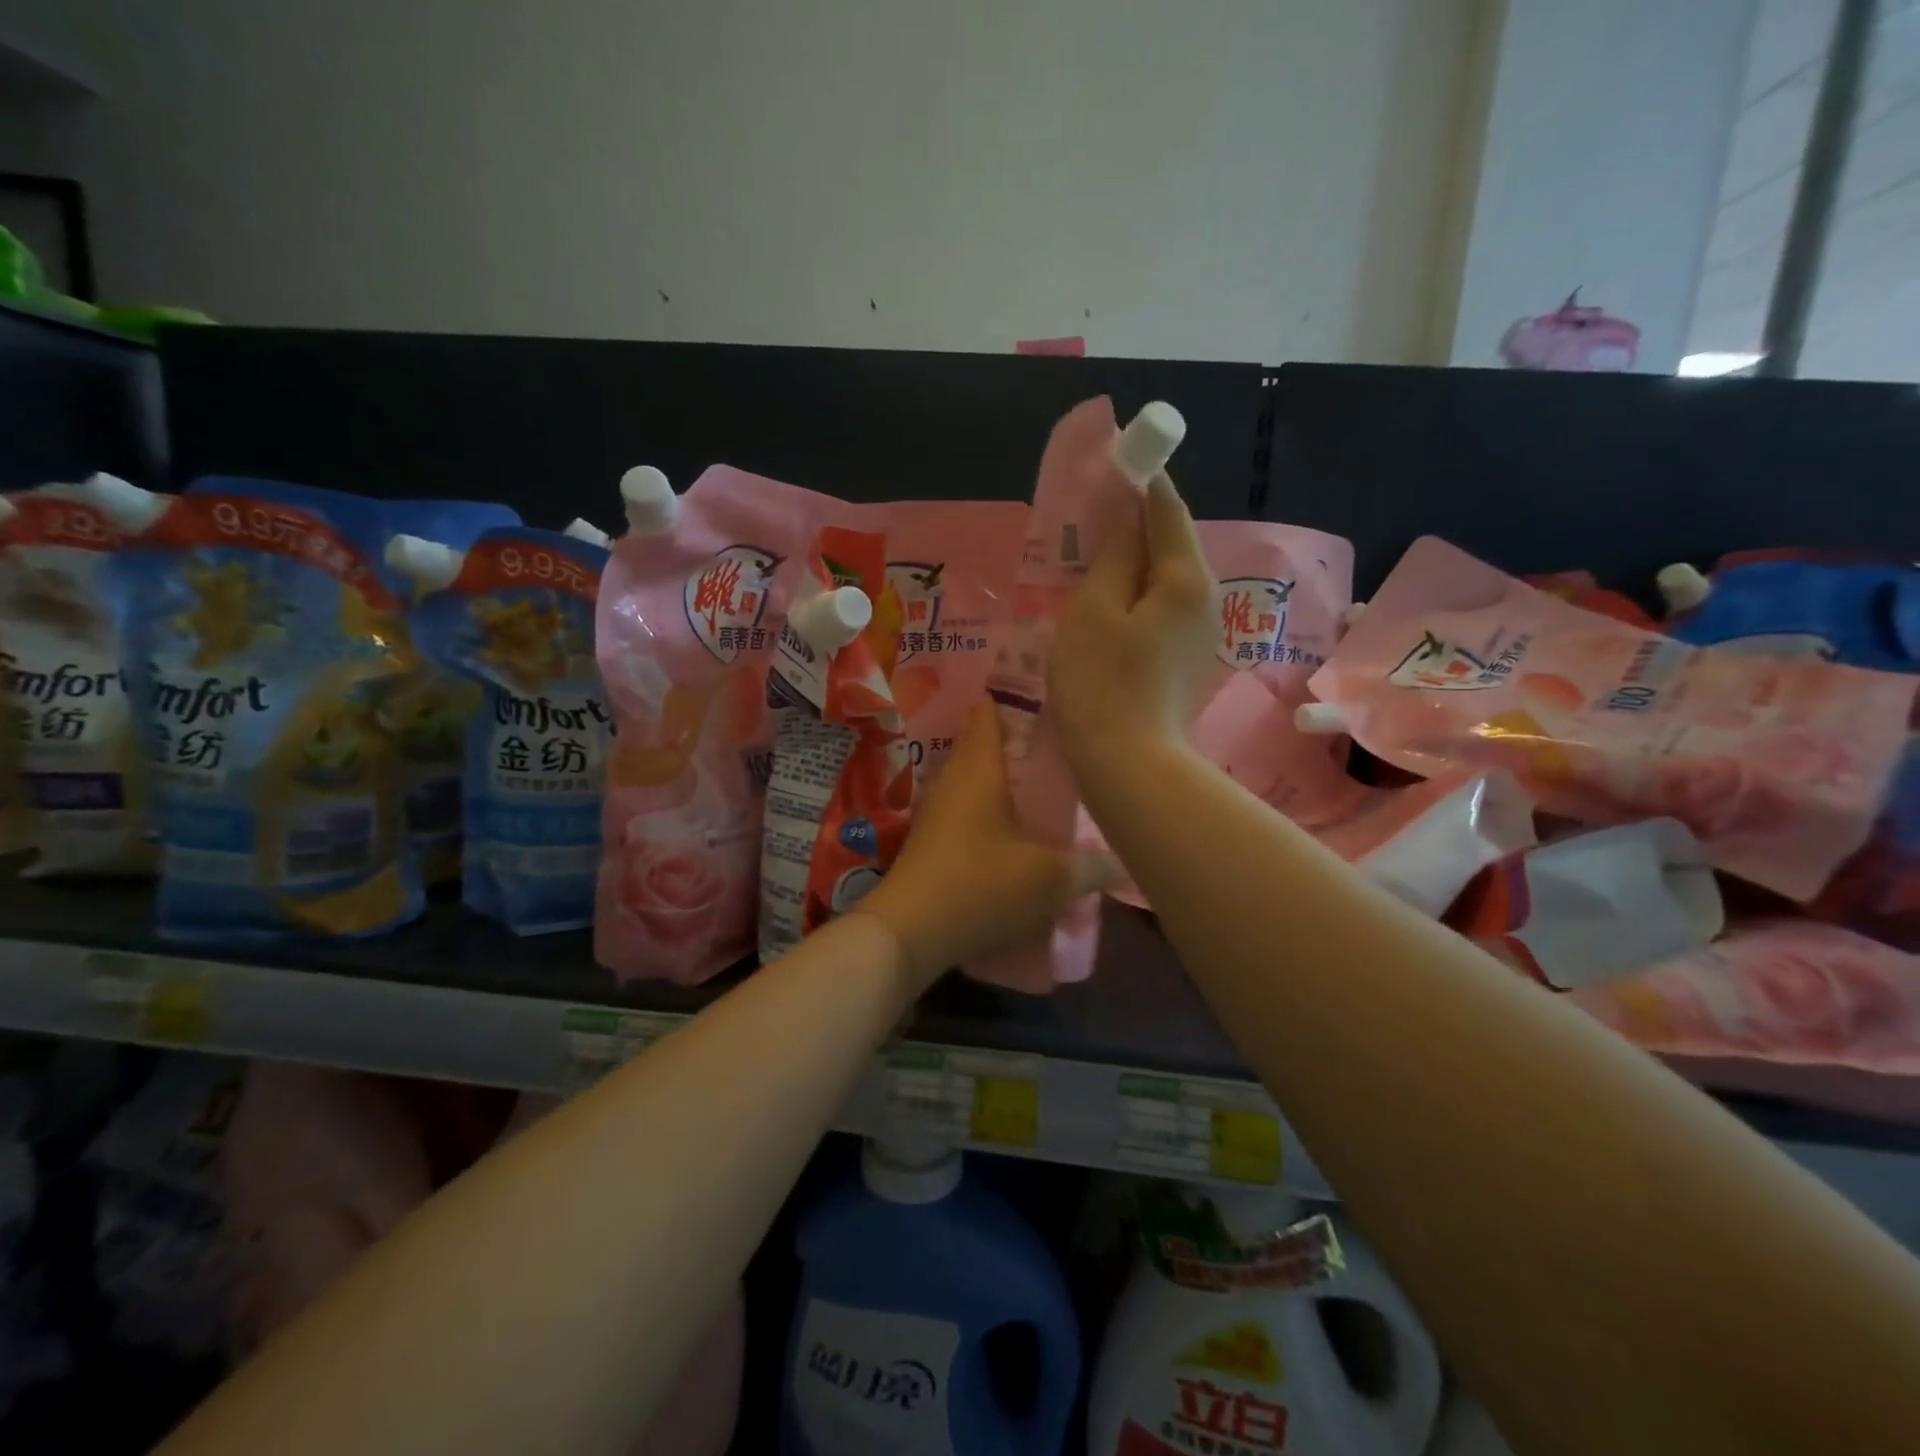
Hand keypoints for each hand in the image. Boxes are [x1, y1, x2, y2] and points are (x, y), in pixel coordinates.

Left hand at [857, 704, 1118, 989]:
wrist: (910, 930)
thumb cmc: (981, 885)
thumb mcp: (1048, 878)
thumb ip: (1089, 867)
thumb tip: (1122, 863)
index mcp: (979, 769)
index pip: (989, 713)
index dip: (1013, 698)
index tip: (1045, 694)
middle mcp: (954, 780)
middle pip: (982, 745)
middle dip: (1016, 741)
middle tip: (1058, 744)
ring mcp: (937, 811)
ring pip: (974, 780)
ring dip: (1002, 780)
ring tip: (1042, 785)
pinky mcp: (931, 841)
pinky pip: (965, 810)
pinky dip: (989, 810)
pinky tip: (1013, 830)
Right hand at [1048, 470, 1216, 779]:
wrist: (1128, 765)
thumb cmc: (1101, 682)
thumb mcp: (1094, 609)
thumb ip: (1113, 553)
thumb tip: (1128, 509)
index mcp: (1186, 579)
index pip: (1166, 508)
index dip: (1140, 478)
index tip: (1115, 455)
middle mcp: (1206, 599)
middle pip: (1169, 543)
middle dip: (1134, 521)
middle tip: (1090, 510)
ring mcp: (1200, 634)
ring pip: (1164, 579)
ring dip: (1132, 561)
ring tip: (1091, 554)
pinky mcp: (1186, 660)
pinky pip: (1161, 609)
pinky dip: (1135, 595)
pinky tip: (1106, 603)